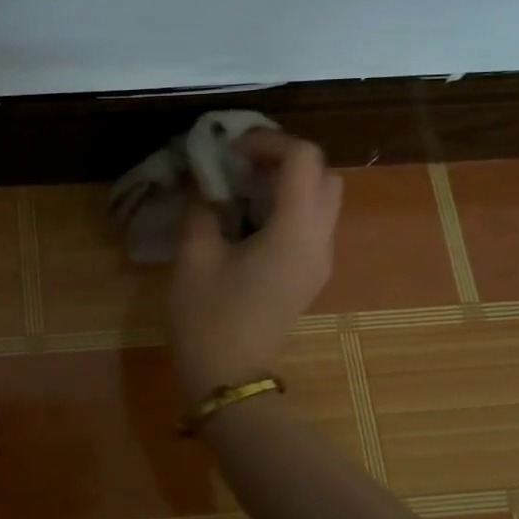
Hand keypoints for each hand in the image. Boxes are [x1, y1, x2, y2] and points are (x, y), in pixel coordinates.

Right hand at [168, 129, 342, 404]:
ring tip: (243, 186)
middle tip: (241, 163)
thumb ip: (203, 206)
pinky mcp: (311, 273)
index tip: (230, 150)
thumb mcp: (194, 255)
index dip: (268, 141)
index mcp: (295, 232)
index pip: (303, 159)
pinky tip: (249, 216)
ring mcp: (321, 259)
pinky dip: (289, 204)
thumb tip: (204, 179)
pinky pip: (313, 222)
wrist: (228, 377)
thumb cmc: (207, 316)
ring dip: (289, 181)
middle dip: (285, 158)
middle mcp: (320, 241)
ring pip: (323, 197)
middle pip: (324, 174)